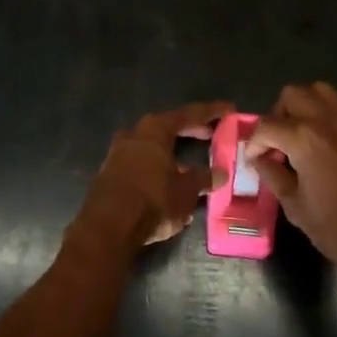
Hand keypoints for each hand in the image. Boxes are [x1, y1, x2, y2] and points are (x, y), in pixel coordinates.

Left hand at [70, 101, 232, 259]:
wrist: (108, 227)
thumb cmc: (153, 200)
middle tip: (210, 134)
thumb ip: (203, 179)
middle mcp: (135, 134)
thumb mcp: (186, 191)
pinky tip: (167, 182)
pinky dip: (156, 167)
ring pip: (150, 145)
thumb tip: (219, 173)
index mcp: (156, 130)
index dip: (211, 112)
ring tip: (188, 162)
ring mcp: (118, 153)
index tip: (228, 109)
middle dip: (189, 130)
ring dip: (170, 151)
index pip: (189, 114)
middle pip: (167, 127)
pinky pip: (139, 163)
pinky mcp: (109, 174)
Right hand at [247, 84, 336, 290]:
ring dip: (310, 105)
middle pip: (292, 95)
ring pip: (322, 90)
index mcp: (302, 138)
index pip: (265, 126)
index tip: (255, 159)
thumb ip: (273, 176)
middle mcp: (327, 118)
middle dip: (280, 116)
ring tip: (309, 132)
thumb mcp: (296, 207)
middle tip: (281, 143)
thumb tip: (259, 159)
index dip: (255, 143)